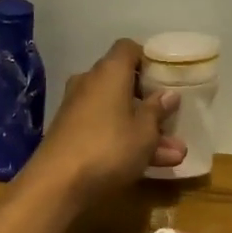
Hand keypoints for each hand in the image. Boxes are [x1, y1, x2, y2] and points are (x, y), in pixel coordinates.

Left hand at [24, 39, 184, 201]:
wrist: (56, 184)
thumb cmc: (108, 148)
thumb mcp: (144, 132)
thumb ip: (158, 111)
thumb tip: (168, 94)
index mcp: (109, 72)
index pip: (128, 49)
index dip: (148, 59)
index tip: (166, 78)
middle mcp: (90, 83)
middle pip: (124, 83)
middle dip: (151, 105)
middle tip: (174, 122)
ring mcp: (77, 109)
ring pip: (117, 112)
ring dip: (144, 131)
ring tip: (174, 156)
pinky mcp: (70, 133)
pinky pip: (105, 129)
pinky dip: (125, 142)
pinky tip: (150, 166)